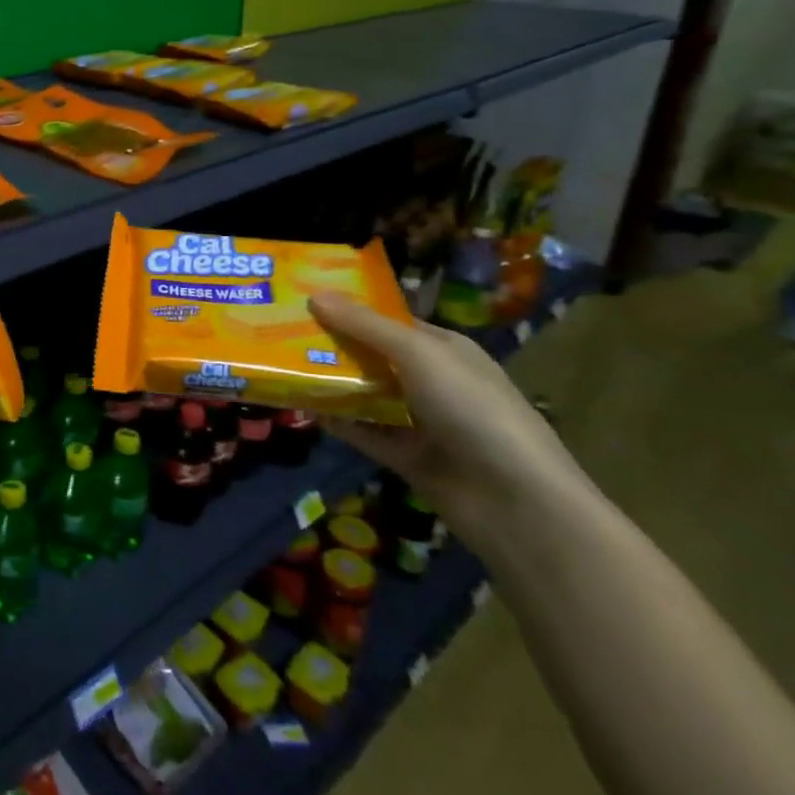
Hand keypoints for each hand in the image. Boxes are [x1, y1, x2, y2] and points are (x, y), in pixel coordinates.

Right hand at [308, 291, 589, 545]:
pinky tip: (302, 407)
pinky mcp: (406, 457)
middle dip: (332, 343)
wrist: (515, 502)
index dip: (350, 308)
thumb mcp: (418, 354)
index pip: (389, 321)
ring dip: (330, 382)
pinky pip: (363, 432)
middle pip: (373, 356)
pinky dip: (336, 421)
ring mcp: (420, 421)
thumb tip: (314, 293)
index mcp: (444, 349)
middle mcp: (432, 381)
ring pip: (365, 394)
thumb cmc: (472, 409)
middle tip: (279, 329)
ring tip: (280, 364)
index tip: (303, 298)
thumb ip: (365, 326)